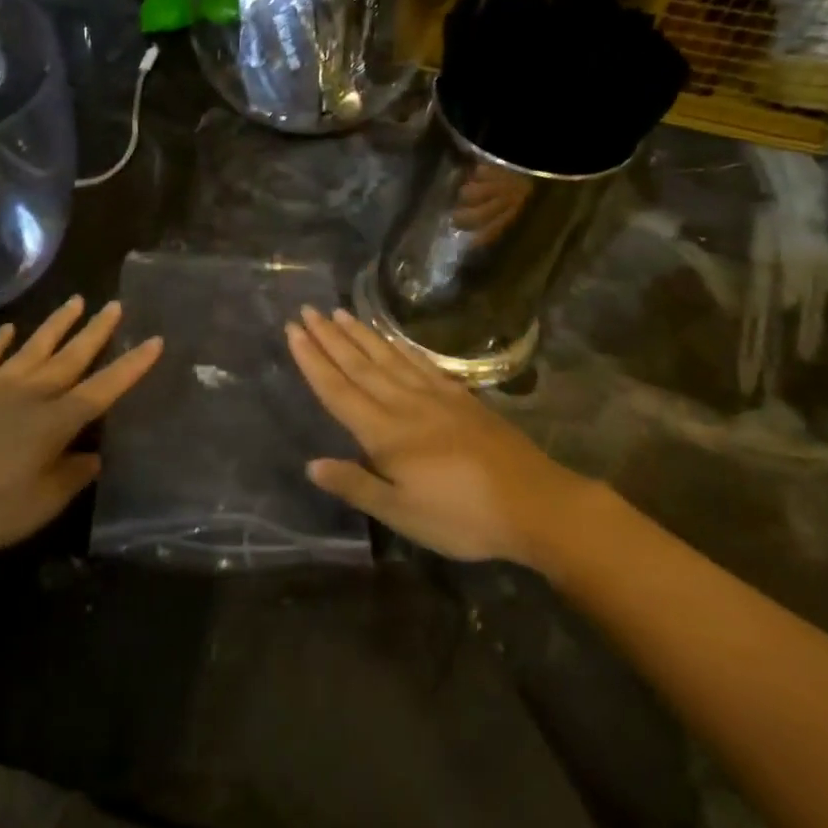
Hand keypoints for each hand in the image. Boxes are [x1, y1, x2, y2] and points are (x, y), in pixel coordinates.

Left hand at [0, 296, 161, 559]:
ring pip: (33, 348)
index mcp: (54, 422)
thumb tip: (93, 456)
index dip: (131, 367)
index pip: (103, 389)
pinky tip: (7, 329)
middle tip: (116, 306)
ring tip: (76, 301)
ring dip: (56, 325)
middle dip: (97, 332)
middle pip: (71, 357)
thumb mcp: (41, 504)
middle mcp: (29, 395)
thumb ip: (72, 476)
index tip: (154, 341)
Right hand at [285, 307, 603, 563]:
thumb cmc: (463, 517)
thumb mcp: (403, 513)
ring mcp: (435, 396)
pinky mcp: (460, 397)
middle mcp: (405, 405)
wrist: (535, 504)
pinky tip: (390, 336)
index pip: (338, 390)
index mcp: (386, 434)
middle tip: (306, 311)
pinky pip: (421, 363)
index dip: (313, 361)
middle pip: (359, 365)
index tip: (293, 332)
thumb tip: (312, 464)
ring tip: (338, 312)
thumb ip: (357, 485)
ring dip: (360, 334)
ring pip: (387, 357)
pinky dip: (399, 346)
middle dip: (329, 338)